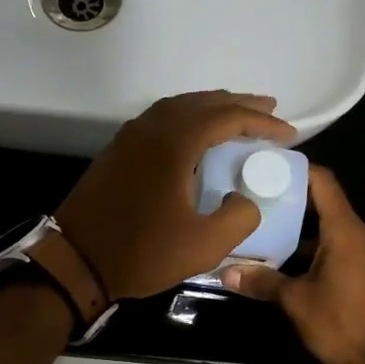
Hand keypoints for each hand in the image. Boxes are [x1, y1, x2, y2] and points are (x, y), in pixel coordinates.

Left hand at [57, 91, 296, 300]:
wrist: (75, 261)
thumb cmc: (141, 252)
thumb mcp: (203, 245)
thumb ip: (239, 217)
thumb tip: (245, 198)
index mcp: (174, 143)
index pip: (226, 117)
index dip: (261, 122)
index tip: (288, 133)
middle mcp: (151, 129)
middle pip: (201, 102)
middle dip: (238, 104)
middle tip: (268, 110)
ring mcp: (129, 137)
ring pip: (177, 107)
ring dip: (210, 107)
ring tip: (236, 116)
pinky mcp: (117, 151)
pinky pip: (159, 119)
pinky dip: (186, 118)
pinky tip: (195, 134)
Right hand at [222, 166, 364, 363]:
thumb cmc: (343, 323)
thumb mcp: (296, 302)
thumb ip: (262, 282)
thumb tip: (225, 272)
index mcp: (345, 231)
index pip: (322, 182)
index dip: (295, 169)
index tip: (265, 166)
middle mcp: (361, 234)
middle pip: (324, 203)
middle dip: (289, 200)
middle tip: (253, 198)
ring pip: (330, 229)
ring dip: (300, 228)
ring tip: (263, 228)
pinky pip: (339, 247)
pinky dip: (314, 247)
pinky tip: (286, 260)